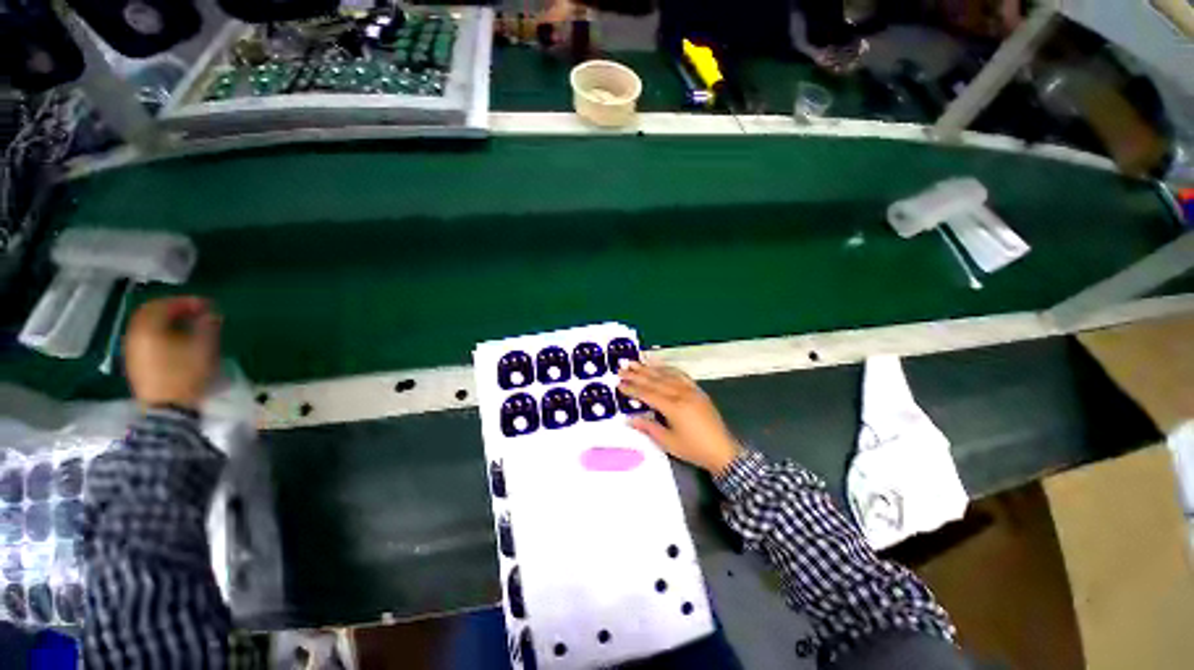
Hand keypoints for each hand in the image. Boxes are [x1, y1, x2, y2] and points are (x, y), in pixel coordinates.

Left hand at [124, 296, 220, 409]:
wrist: (167, 409)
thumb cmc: (186, 374)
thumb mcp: (204, 347)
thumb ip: (207, 326)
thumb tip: (211, 314)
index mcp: (149, 327)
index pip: (165, 304)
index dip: (187, 301)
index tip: (208, 305)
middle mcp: (135, 333)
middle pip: (151, 312)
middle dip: (173, 308)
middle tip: (195, 311)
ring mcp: (132, 349)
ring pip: (147, 325)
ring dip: (166, 321)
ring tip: (187, 326)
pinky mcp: (135, 362)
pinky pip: (146, 338)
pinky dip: (160, 332)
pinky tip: (175, 340)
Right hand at [618, 361, 741, 475]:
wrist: (723, 451)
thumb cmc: (694, 449)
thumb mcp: (668, 442)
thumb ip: (649, 427)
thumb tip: (630, 419)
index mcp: (673, 407)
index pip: (647, 394)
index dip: (632, 388)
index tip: (619, 383)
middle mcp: (681, 394)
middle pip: (655, 380)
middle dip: (637, 374)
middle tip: (622, 368)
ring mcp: (690, 390)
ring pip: (666, 374)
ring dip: (650, 368)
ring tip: (636, 362)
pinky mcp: (697, 390)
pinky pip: (681, 375)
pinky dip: (668, 368)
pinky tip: (659, 365)